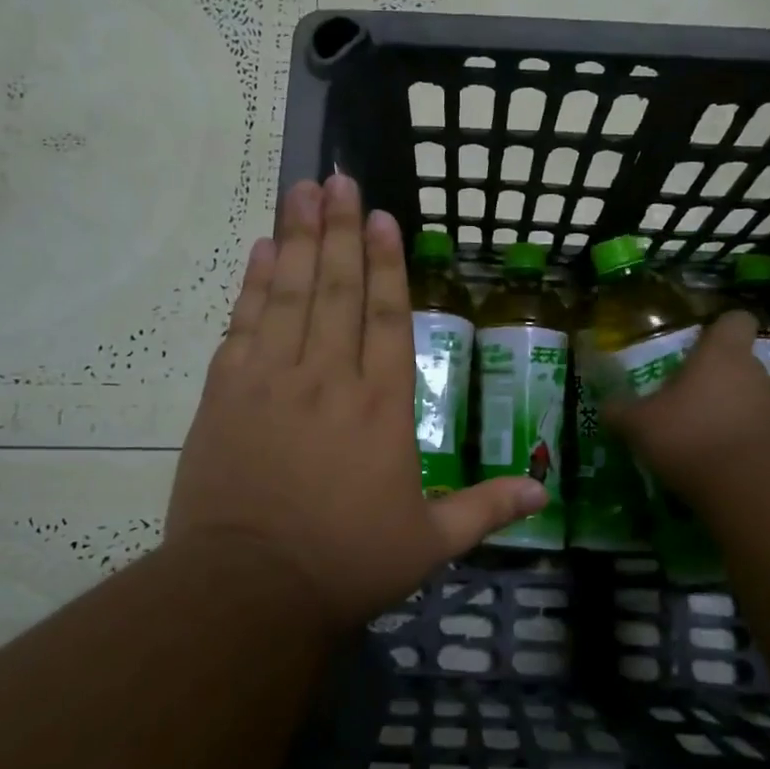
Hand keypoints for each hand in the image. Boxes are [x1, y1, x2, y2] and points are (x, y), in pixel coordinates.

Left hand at [167, 175, 546, 630]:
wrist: (248, 589)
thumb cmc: (346, 564)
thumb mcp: (428, 544)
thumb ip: (485, 509)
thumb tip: (543, 494)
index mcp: (382, 406)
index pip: (388, 317)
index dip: (386, 263)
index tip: (381, 216)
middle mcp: (330, 378)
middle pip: (336, 289)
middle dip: (339, 230)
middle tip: (337, 179)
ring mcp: (272, 380)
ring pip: (289, 294)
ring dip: (296, 239)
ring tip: (301, 191)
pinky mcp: (226, 394)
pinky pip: (243, 325)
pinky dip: (252, 284)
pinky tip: (259, 250)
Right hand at [605, 310, 769, 510]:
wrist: (746, 488)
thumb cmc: (688, 435)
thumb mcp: (638, 424)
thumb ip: (621, 411)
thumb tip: (607, 406)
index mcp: (721, 353)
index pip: (735, 320)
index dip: (719, 330)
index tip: (699, 345)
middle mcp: (753, 372)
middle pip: (738, 361)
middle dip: (714, 376)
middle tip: (683, 396)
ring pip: (746, 395)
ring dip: (725, 408)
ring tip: (696, 431)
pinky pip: (753, 428)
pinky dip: (736, 437)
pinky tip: (712, 457)